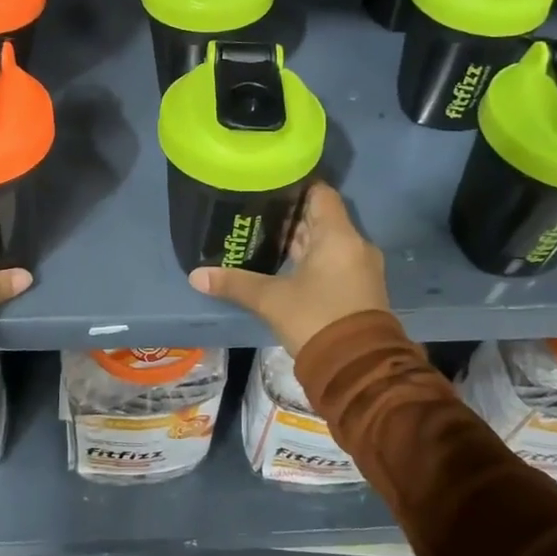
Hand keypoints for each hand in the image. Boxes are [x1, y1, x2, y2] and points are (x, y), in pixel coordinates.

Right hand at [187, 182, 388, 354]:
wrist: (359, 370)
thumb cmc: (316, 320)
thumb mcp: (271, 300)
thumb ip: (235, 283)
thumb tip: (195, 275)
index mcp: (338, 236)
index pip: (320, 192)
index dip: (296, 185)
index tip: (269, 185)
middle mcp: (354, 245)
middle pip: (322, 217)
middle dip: (291, 215)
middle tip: (257, 211)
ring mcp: (361, 268)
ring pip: (328, 241)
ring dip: (301, 239)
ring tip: (265, 236)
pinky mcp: (360, 289)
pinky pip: (334, 261)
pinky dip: (312, 259)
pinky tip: (285, 265)